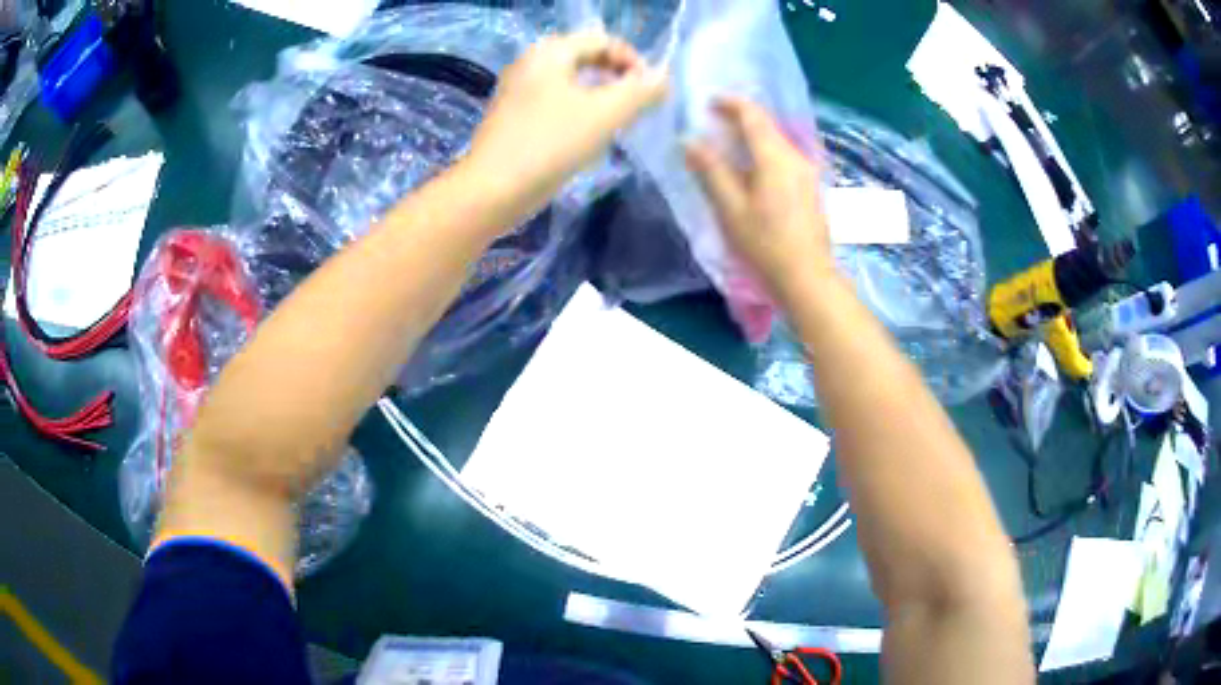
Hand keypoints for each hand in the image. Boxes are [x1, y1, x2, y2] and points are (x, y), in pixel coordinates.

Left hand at [468, 31, 666, 209]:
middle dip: (617, 77)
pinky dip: (577, 109)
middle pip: (585, 57)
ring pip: (570, 80)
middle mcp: (530, 62)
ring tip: (616, 122)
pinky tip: (584, 136)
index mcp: (550, 52)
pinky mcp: (511, 116)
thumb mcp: (605, 114)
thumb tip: (663, 77)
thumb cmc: (550, 145)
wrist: (491, 191)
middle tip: (636, 105)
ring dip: (599, 94)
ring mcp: (517, 89)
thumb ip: (640, 91)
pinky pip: (554, 100)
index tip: (651, 92)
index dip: (634, 61)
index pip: (604, 40)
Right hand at [684, 98, 833, 303]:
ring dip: (753, 136)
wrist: (807, 278)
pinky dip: (765, 152)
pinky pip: (785, 156)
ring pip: (778, 141)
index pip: (753, 115)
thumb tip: (689, 140)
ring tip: (729, 145)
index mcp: (775, 156)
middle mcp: (796, 156)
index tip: (708, 103)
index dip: (730, 103)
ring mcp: (808, 172)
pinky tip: (753, 168)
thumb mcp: (730, 208)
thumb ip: (710, 170)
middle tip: (713, 123)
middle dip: (740, 118)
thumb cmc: (765, 244)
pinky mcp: (811, 187)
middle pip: (767, 125)